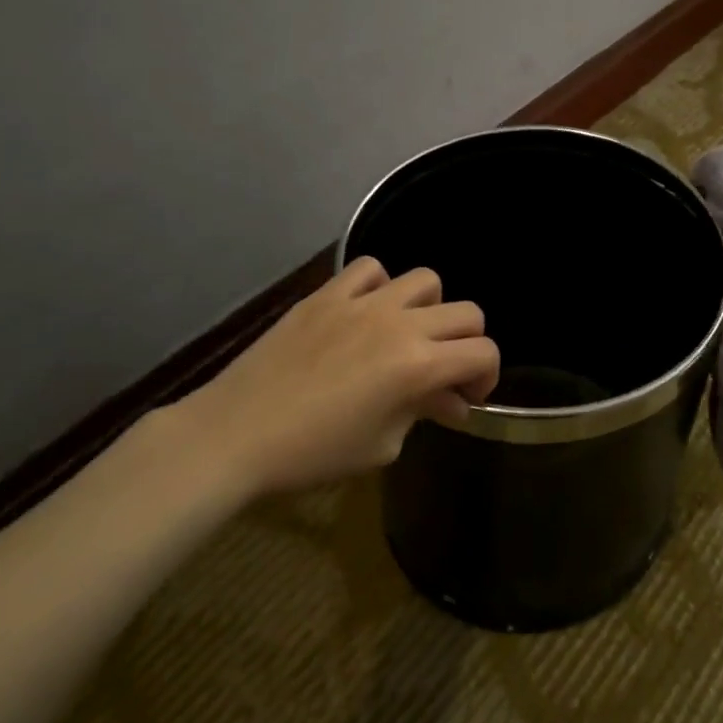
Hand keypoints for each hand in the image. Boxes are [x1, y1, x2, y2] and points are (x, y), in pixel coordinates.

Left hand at [170, 258, 500, 499]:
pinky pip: (370, 269)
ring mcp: (361, 303)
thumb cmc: (314, 453)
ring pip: (425, 280)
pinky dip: (381, 286)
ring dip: (431, 309)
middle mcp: (399, 324)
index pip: (483, 353)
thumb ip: (424, 412)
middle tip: (446, 372)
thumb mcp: (383, 444)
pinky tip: (367, 313)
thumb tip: (452, 401)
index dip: (488, 376)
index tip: (468, 398)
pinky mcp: (326, 295)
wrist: (235, 435)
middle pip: (467, 313)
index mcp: (418, 365)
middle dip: (469, 344)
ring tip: (409, 335)